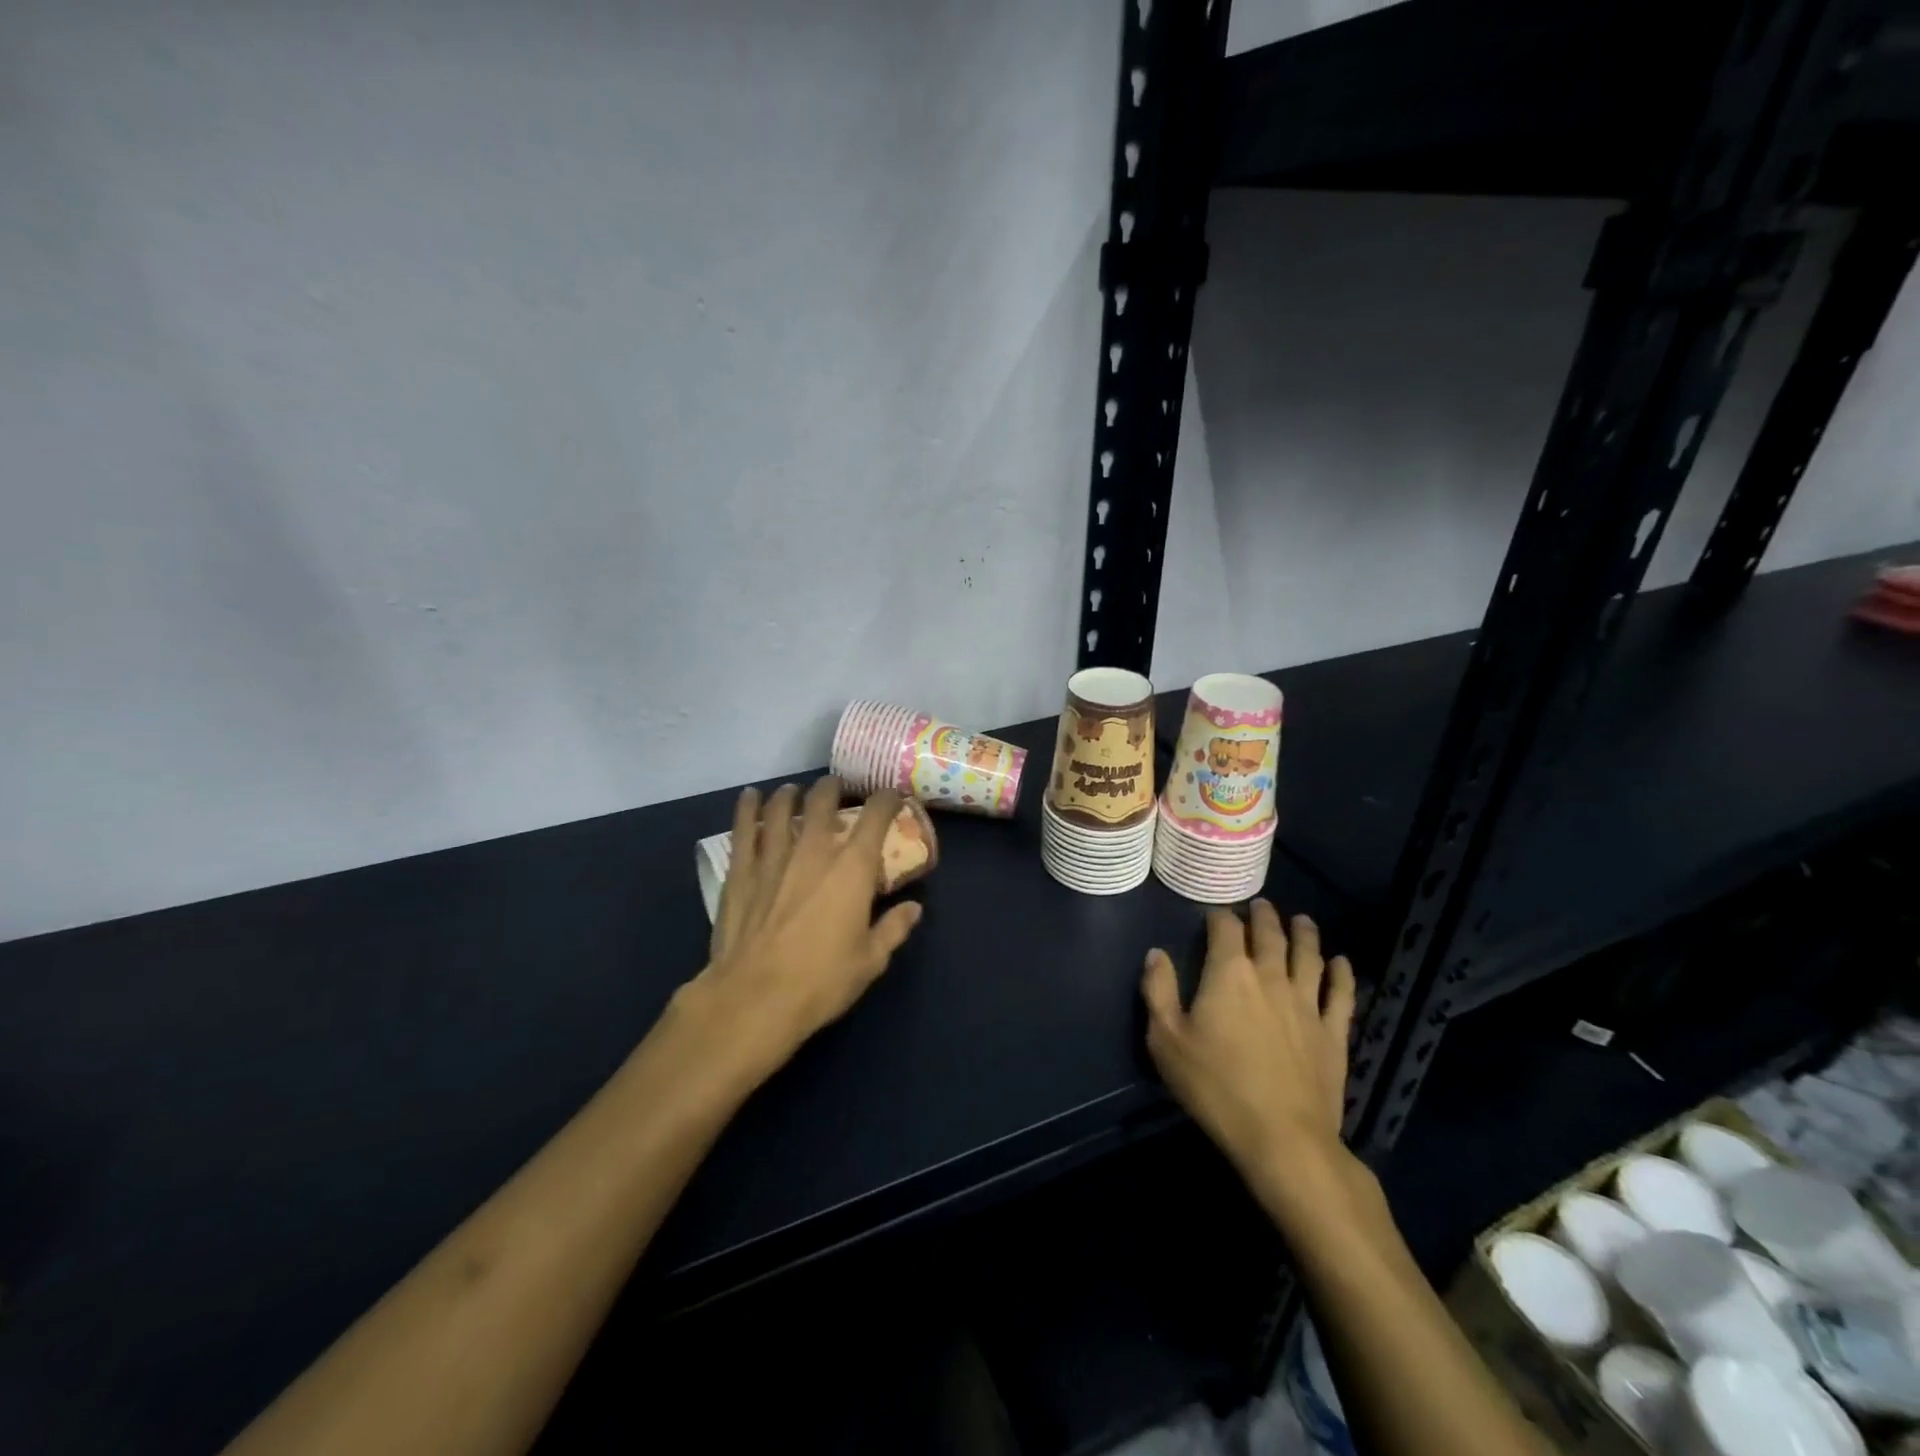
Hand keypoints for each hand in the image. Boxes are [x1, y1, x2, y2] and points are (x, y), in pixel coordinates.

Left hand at [677, 777, 922, 1087]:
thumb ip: (894, 929)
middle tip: (837, 787)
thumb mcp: (870, 961)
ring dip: (791, 795)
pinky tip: (750, 796)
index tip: (892, 796)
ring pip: (782, 810)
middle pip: (823, 802)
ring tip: (794, 790)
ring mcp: (774, 858)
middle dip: (833, 788)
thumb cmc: (821, 981)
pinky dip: (747, 808)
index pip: (875, 817)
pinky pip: (744, 830)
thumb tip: (914, 908)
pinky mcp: (741, 872)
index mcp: (853, 869)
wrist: (754, 998)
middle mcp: (814, 851)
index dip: (887, 800)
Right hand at [1142, 901, 1356, 1193]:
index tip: (1214, 915)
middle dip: (1264, 916)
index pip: (1225, 929)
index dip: (1219, 916)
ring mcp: (1307, 1003)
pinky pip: (1341, 994)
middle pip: (1270, 934)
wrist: (1282, 1138)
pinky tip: (1341, 962)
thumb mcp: (1166, 1039)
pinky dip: (1343, 973)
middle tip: (1261, 905)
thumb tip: (1156, 953)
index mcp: (1229, 973)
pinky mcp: (1333, 1032)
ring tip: (1302, 920)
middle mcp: (1271, 976)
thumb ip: (1158, 990)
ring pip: (1309, 955)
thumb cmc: (1215, 1086)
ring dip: (1305, 933)